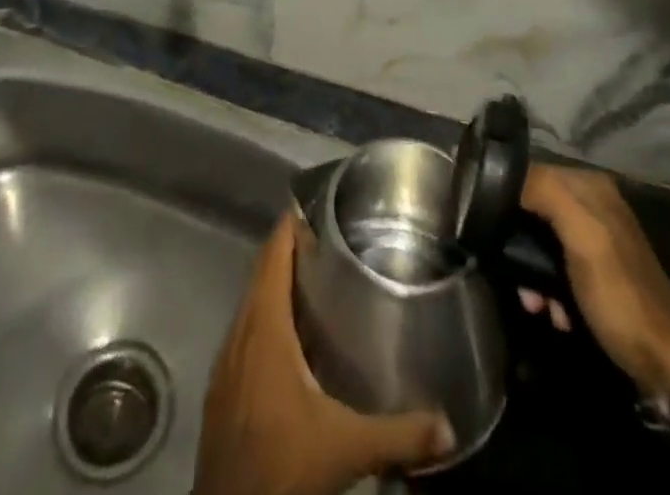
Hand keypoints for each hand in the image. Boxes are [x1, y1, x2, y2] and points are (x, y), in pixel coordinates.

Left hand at [193, 212, 454, 494]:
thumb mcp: (346, 447)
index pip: (274, 255)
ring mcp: (226, 359)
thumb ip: (398, 433)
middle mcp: (240, 331)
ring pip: (251, 302)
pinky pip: (245, 331)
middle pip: (262, 273)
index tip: (316, 205)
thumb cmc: (283, 464)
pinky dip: (266, 317)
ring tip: (315, 279)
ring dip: (276, 284)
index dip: (291, 226)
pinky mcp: (222, 385)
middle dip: (290, 251)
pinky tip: (292, 337)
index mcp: (264, 326)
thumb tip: (447, 426)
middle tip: (329, 239)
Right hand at [520, 165, 669, 401]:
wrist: (666, 363)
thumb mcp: (583, 237)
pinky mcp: (595, 271)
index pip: (531, 173)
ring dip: (531, 271)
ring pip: (541, 240)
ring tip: (534, 302)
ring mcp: (595, 238)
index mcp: (590, 186)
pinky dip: (548, 287)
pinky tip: (553, 312)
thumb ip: (547, 193)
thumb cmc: (619, 295)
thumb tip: (504, 175)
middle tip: (515, 276)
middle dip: (519, 242)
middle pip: (534, 209)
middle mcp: (592, 204)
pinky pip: (556, 265)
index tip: (490, 230)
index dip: (508, 198)